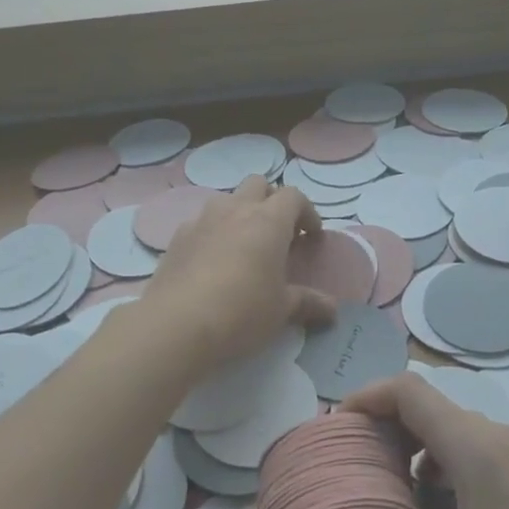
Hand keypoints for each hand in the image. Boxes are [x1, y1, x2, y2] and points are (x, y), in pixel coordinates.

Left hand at [140, 177, 337, 371]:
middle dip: (271, 200)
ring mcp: (202, 220)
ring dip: (239, 212)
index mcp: (268, 221)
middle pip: (258, 184)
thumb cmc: (241, 312)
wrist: (176, 324)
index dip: (307, 212)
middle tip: (278, 232)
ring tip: (244, 245)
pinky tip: (212, 262)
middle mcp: (235, 210)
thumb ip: (308, 303)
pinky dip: (213, 233)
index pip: (294, 196)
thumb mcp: (281, 310)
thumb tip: (332, 310)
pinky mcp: (177, 237)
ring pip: (226, 199)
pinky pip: (201, 223)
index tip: (311, 236)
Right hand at [340, 372, 508, 508]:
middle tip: (349, 461)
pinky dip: (437, 459)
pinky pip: (469, 447)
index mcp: (473, 445)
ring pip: (448, 426)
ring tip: (381, 482)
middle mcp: (493, 435)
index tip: (334, 428)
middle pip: (425, 404)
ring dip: (409, 443)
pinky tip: (431, 504)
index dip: (365, 397)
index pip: (407, 390)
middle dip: (381, 424)